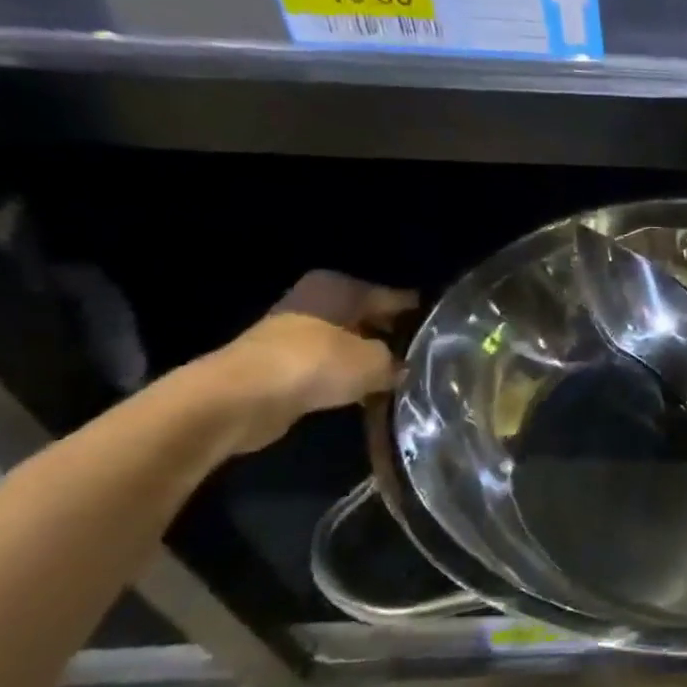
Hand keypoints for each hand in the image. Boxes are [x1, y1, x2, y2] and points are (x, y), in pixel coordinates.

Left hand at [204, 272, 417, 453]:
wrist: (241, 399)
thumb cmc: (316, 363)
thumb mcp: (376, 361)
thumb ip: (397, 362)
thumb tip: (404, 369)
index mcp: (341, 287)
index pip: (396, 297)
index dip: (421, 316)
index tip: (445, 333)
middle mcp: (318, 302)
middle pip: (370, 319)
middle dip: (394, 339)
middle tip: (428, 359)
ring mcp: (296, 334)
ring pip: (349, 345)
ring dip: (369, 362)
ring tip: (403, 380)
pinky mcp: (282, 366)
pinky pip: (329, 369)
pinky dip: (346, 379)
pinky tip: (369, 394)